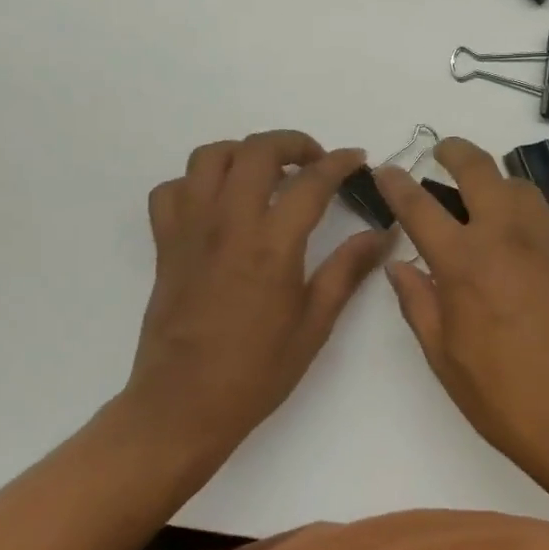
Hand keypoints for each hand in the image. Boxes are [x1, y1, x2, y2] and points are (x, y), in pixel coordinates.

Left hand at [119, 131, 392, 460]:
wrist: (182, 406)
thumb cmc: (256, 372)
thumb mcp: (315, 324)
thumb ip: (347, 270)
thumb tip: (383, 234)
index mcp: (271, 246)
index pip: (311, 182)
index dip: (340, 163)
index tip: (358, 160)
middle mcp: (228, 224)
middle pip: (257, 151)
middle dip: (293, 143)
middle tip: (314, 161)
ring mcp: (190, 230)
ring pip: (209, 157)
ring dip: (243, 152)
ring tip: (266, 172)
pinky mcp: (165, 244)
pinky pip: (172, 190)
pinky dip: (196, 183)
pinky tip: (218, 203)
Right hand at [375, 138, 548, 476]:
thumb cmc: (509, 400)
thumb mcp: (447, 360)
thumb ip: (420, 305)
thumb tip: (401, 267)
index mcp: (465, 262)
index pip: (420, 206)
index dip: (398, 184)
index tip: (387, 170)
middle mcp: (509, 237)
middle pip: (479, 170)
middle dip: (455, 151)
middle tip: (443, 152)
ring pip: (521, 188)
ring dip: (497, 182)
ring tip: (485, 201)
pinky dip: (527, 226)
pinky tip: (525, 260)